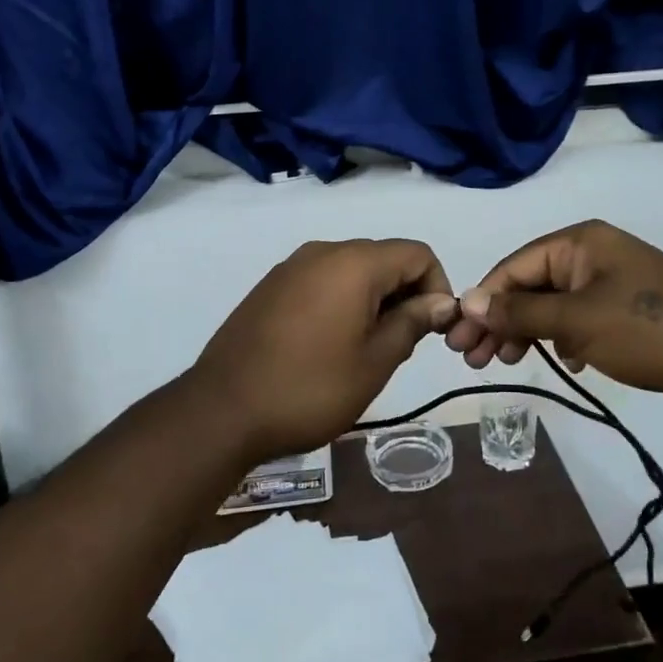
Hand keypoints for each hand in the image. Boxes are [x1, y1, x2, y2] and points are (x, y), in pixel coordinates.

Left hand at [192, 239, 459, 461]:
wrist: (222, 410)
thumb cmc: (310, 388)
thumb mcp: (374, 362)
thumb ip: (412, 323)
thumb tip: (440, 302)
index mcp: (354, 263)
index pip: (416, 254)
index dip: (437, 287)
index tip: (434, 330)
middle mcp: (323, 251)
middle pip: (384, 257)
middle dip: (405, 293)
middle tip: (403, 344)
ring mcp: (291, 267)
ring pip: (352, 269)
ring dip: (373, 299)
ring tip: (367, 348)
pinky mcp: (271, 286)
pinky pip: (321, 280)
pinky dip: (342, 301)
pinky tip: (330, 343)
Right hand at [444, 221, 662, 416]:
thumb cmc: (649, 329)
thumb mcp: (577, 320)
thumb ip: (520, 312)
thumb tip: (469, 302)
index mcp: (579, 243)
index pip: (513, 267)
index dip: (482, 300)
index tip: (457, 337)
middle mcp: (592, 257)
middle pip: (530, 286)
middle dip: (500, 319)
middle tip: (473, 358)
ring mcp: (612, 286)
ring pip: (553, 306)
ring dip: (526, 331)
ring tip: (505, 362)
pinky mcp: (628, 315)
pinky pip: (579, 321)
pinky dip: (562, 339)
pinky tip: (562, 361)